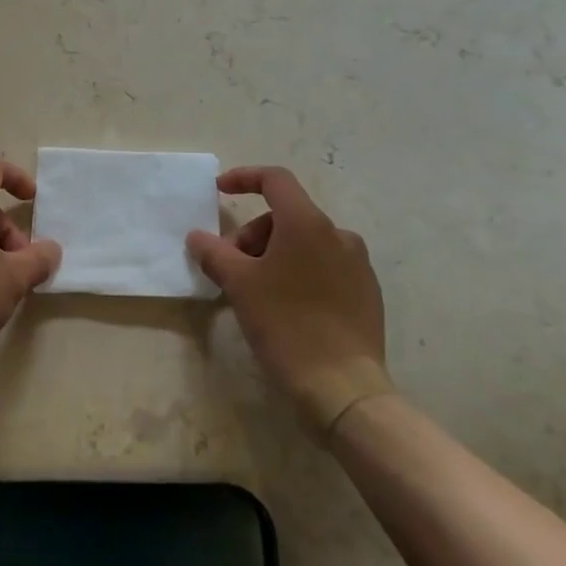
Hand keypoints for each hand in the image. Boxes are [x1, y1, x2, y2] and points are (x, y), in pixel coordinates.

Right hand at [187, 165, 390, 432]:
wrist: (343, 388)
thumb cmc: (285, 325)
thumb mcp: (239, 285)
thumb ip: (214, 253)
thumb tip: (197, 237)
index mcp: (307, 223)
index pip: (275, 180)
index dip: (244, 178)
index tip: (220, 190)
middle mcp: (338, 234)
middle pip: (287, 216)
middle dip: (254, 234)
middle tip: (233, 267)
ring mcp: (358, 264)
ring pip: (306, 242)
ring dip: (275, 254)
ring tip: (258, 292)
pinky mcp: (367, 292)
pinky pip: (326, 266)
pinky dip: (300, 272)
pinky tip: (288, 307)